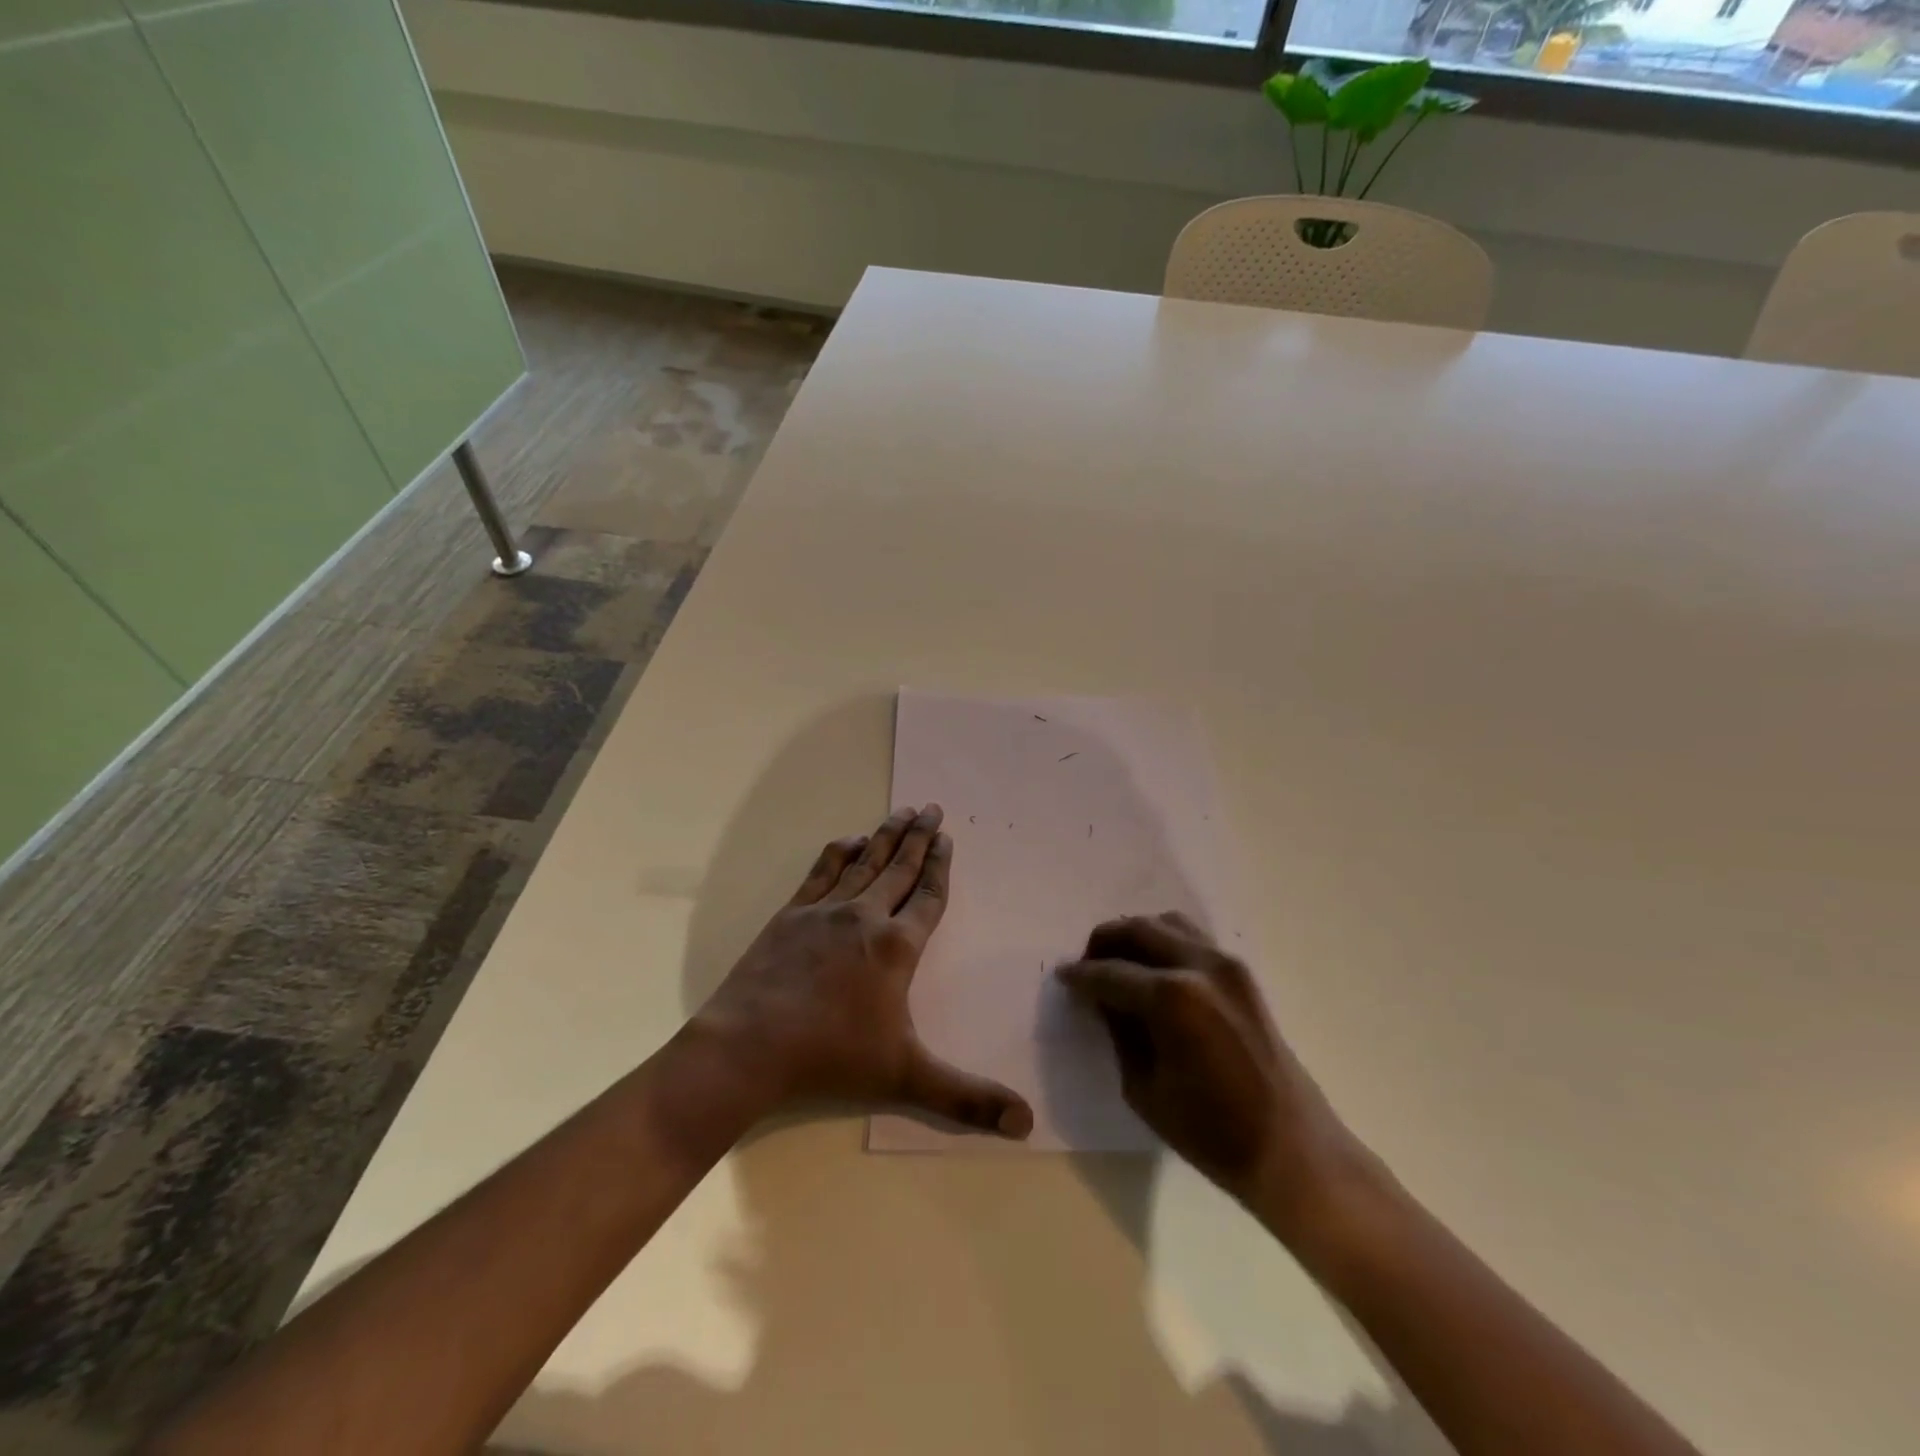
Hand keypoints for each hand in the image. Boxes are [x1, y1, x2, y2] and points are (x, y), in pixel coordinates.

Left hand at [691, 805, 1034, 1138]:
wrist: (749, 1046)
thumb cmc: (831, 1057)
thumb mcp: (906, 1078)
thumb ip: (967, 1098)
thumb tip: (1027, 1125)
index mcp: (896, 947)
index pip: (927, 897)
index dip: (940, 867)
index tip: (947, 839)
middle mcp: (865, 916)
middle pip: (900, 868)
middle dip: (919, 837)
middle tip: (933, 808)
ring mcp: (825, 910)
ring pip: (865, 862)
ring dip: (886, 835)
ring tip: (903, 810)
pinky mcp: (792, 913)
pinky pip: (823, 871)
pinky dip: (840, 851)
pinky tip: (850, 839)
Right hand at [1059, 913, 1368, 1226]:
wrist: (1292, 1148)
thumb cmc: (1211, 1132)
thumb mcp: (1144, 1086)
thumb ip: (1119, 1030)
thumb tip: (1102, 999)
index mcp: (1171, 998)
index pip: (1109, 973)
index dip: (1080, 975)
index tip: (1062, 978)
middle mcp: (1198, 966)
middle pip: (1137, 930)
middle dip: (1104, 943)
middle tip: (1087, 967)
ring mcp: (1226, 963)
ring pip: (1166, 923)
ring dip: (1135, 936)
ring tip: (1120, 965)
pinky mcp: (1242, 972)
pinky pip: (1192, 937)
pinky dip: (1165, 942)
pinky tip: (1154, 970)